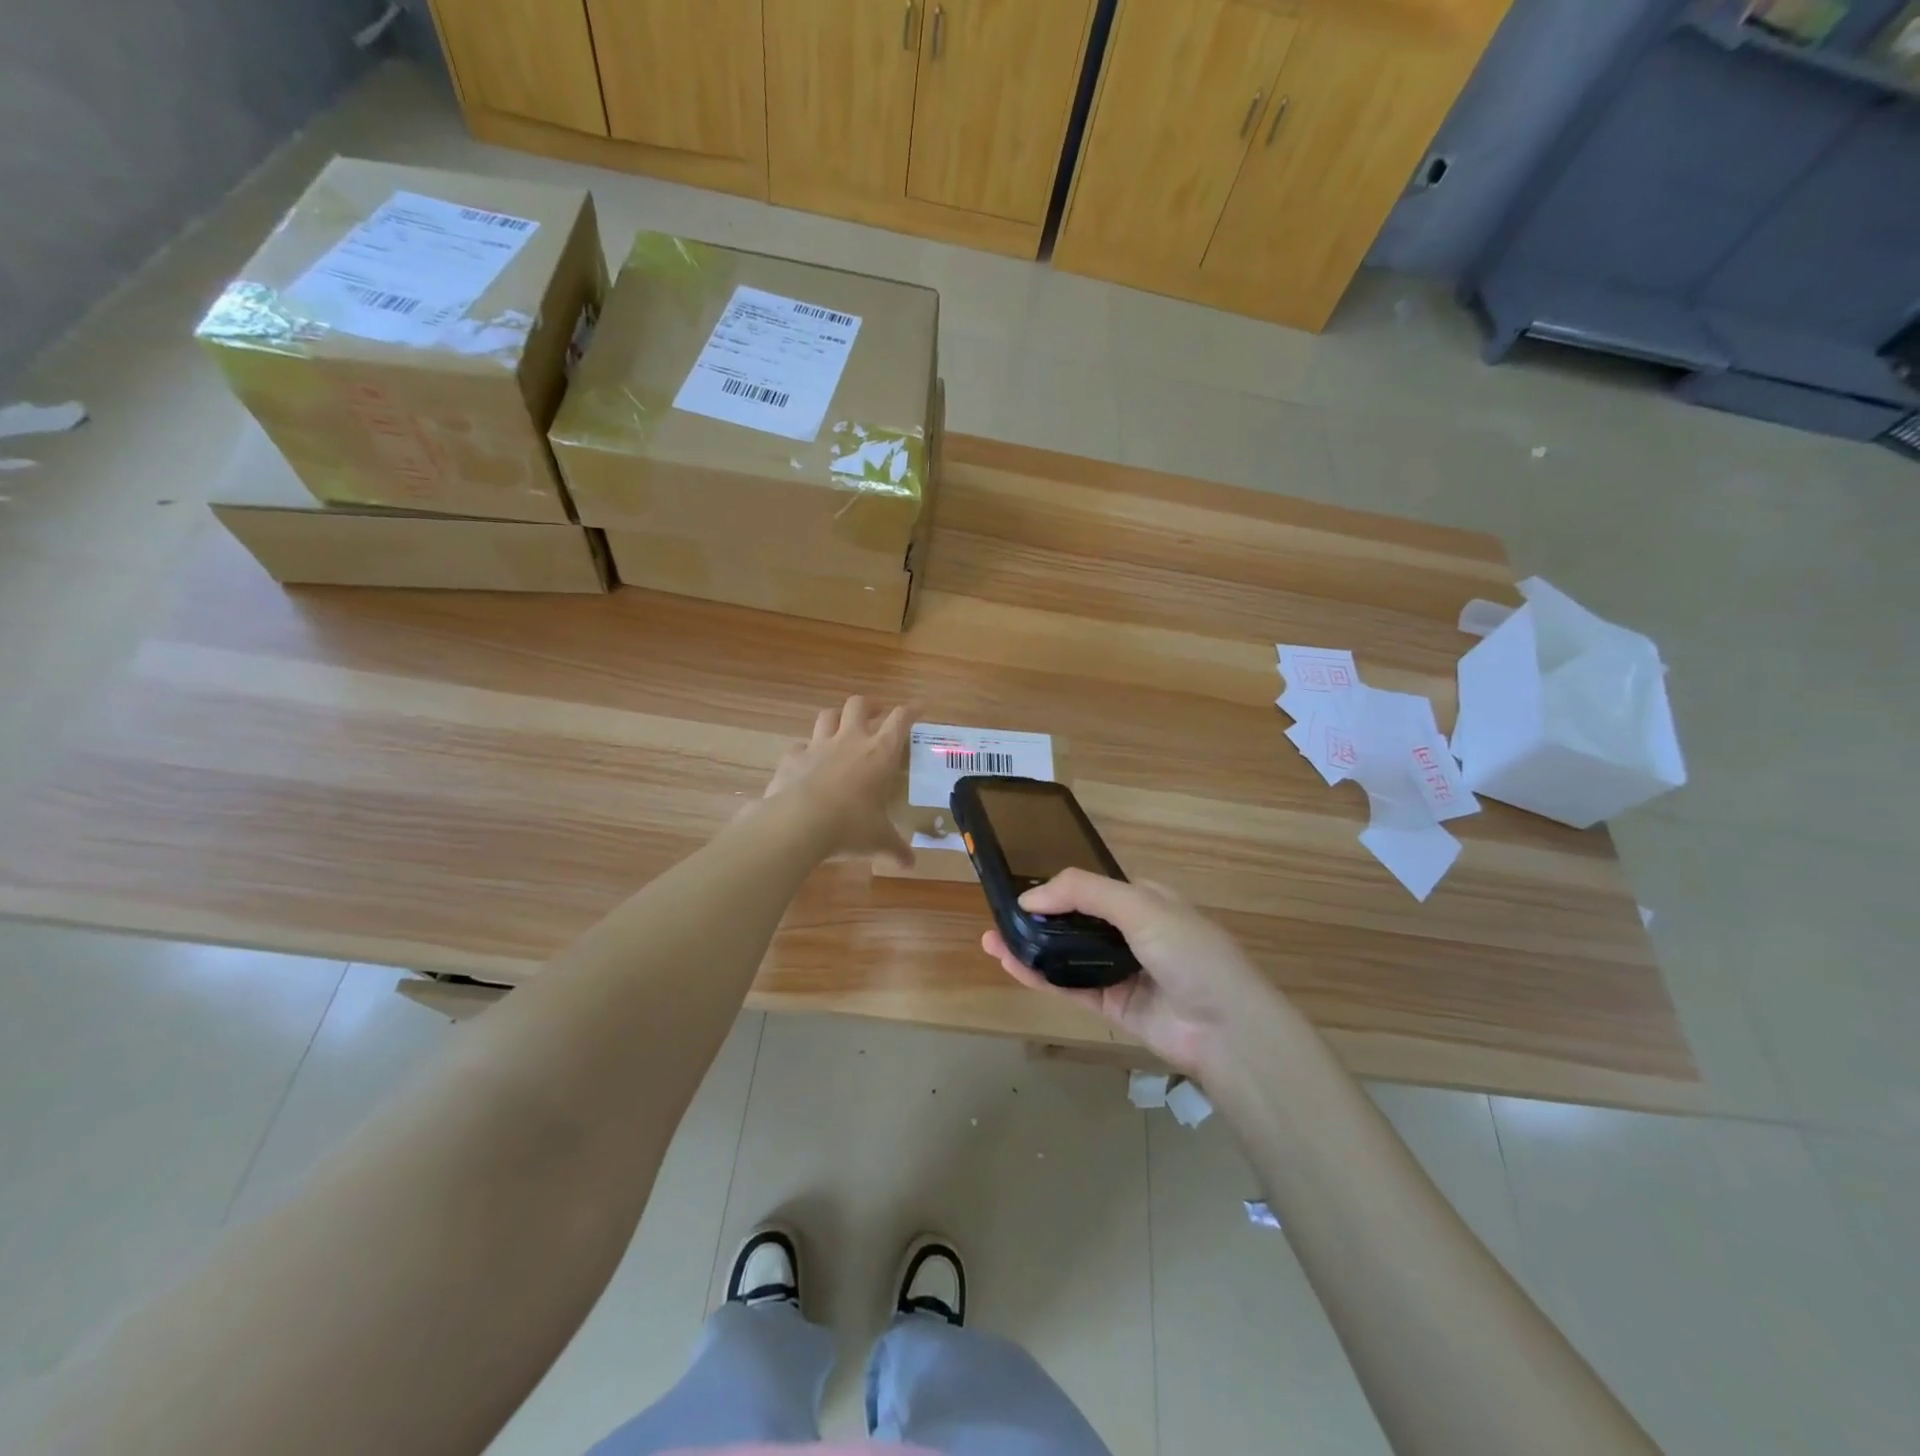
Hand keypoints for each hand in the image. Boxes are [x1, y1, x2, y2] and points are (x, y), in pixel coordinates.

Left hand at [756, 696, 912, 865]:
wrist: (798, 823)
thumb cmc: (850, 826)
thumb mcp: (879, 840)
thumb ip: (895, 849)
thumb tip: (910, 865)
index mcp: (880, 753)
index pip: (900, 719)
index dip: (911, 710)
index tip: (919, 708)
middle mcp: (851, 740)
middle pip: (859, 704)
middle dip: (869, 706)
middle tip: (876, 715)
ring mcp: (818, 745)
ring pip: (828, 715)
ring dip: (836, 717)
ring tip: (841, 728)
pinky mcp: (792, 757)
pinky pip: (800, 745)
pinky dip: (805, 750)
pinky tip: (807, 761)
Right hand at [980, 870, 1280, 1078]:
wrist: (1226, 1029)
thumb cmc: (1189, 952)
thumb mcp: (1141, 906)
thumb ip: (1084, 892)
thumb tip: (1030, 897)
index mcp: (1145, 900)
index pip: (1092, 887)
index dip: (1058, 887)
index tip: (1021, 889)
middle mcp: (1131, 933)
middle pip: (1075, 921)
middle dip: (1038, 918)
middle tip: (998, 915)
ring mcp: (1120, 971)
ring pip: (1067, 955)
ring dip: (1031, 946)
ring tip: (991, 939)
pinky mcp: (1112, 1006)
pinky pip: (1069, 986)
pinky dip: (1039, 975)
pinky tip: (1010, 963)